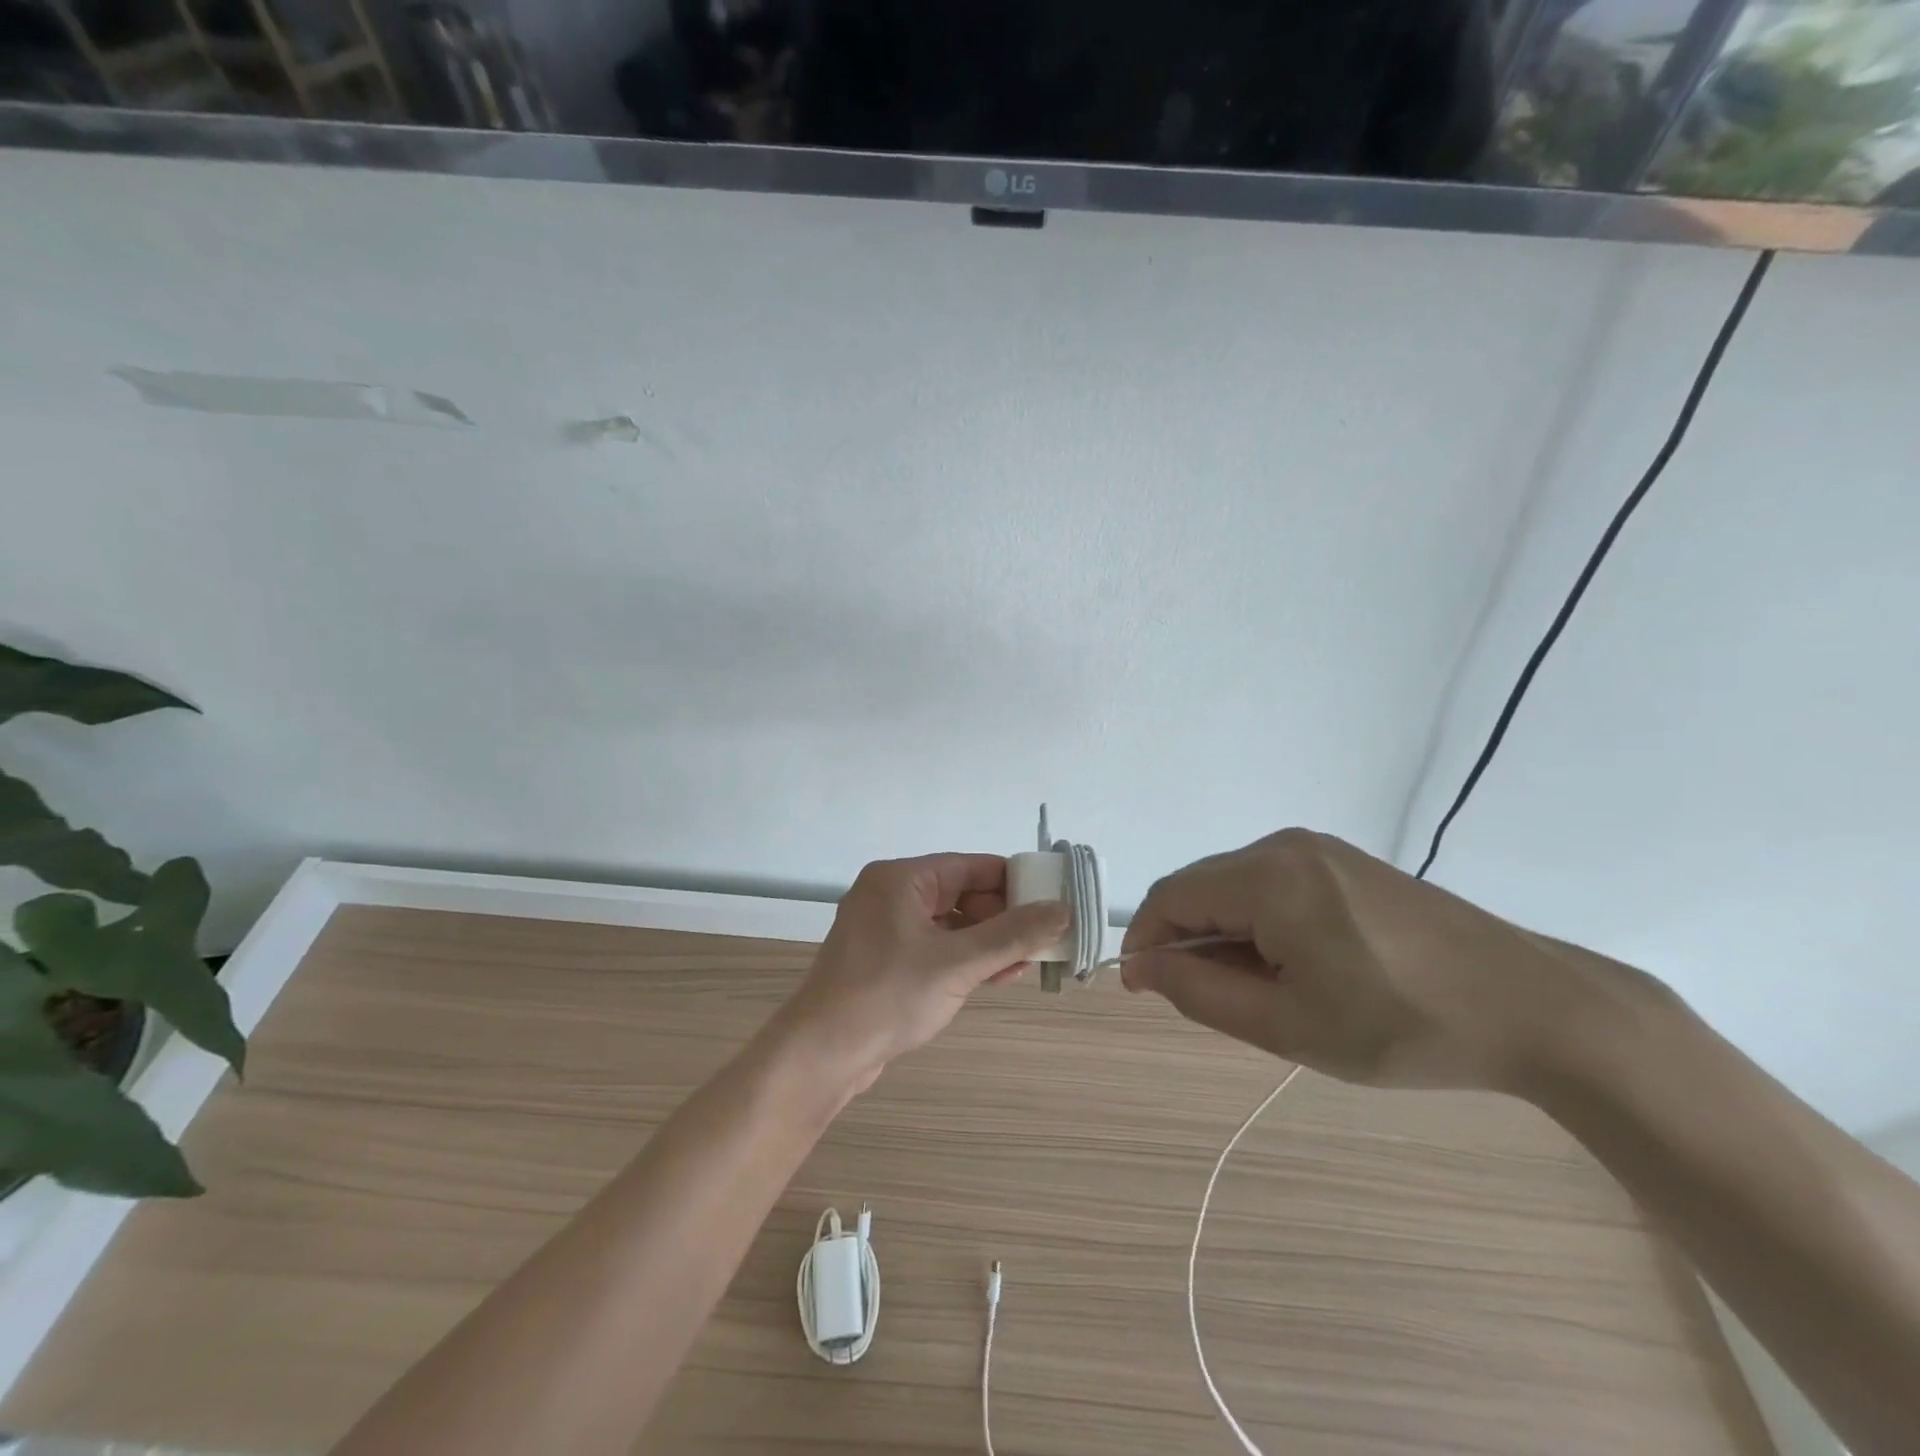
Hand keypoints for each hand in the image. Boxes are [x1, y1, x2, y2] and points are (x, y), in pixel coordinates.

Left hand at [772, 854, 1070, 1094]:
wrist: (822, 1054)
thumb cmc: (888, 995)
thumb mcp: (957, 963)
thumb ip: (1012, 935)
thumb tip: (1063, 910)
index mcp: (901, 879)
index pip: (971, 866)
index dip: (1015, 882)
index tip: (1053, 902)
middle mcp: (891, 895)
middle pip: (962, 893)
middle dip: (1004, 917)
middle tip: (1044, 939)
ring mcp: (885, 929)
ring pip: (951, 924)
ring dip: (988, 941)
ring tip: (1028, 961)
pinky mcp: (885, 960)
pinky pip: (935, 948)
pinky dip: (965, 958)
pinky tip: (997, 976)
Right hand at [1120, 829, 1612, 1091]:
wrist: (1533, 1007)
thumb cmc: (1402, 1024)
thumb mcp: (1289, 1025)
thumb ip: (1200, 992)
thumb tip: (1142, 966)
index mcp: (1267, 876)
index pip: (1170, 896)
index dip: (1146, 942)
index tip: (1145, 990)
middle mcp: (1285, 845)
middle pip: (1202, 886)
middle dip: (1189, 940)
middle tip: (1216, 1003)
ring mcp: (1320, 848)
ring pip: (1236, 886)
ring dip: (1226, 934)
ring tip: (1265, 991)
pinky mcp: (1345, 861)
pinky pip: (1273, 883)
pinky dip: (1261, 922)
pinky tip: (1298, 965)